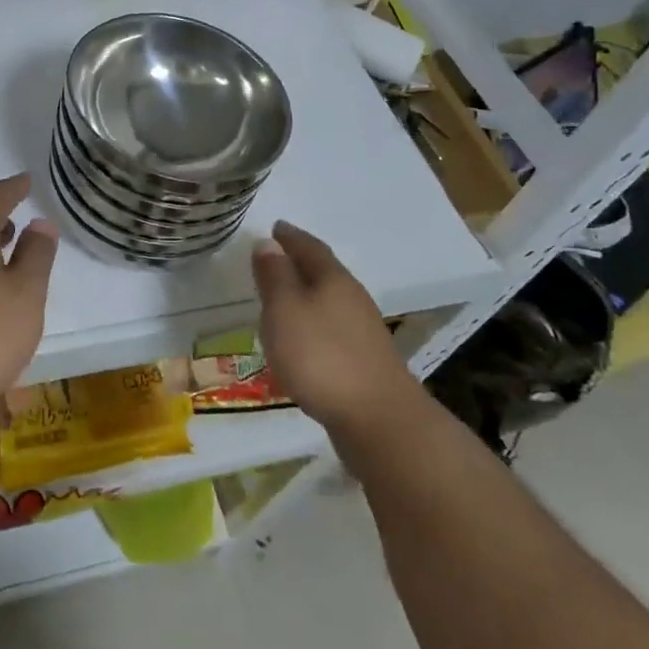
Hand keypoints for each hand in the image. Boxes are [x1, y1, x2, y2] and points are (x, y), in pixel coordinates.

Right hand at [254, 221, 417, 442]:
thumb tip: (268, 242)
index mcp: (333, 278)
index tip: (275, 227)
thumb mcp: (285, 309)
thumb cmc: (322, 357)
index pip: (309, 246)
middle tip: (275, 259)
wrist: (380, 422)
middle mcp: (352, 298)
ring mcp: (363, 332)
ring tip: (283, 299)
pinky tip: (303, 340)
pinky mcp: (365, 363)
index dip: (290, 236)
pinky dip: (314, 325)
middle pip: (323, 272)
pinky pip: (333, 329)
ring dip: (307, 296)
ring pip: (329, 301)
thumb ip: (275, 276)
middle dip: (300, 263)